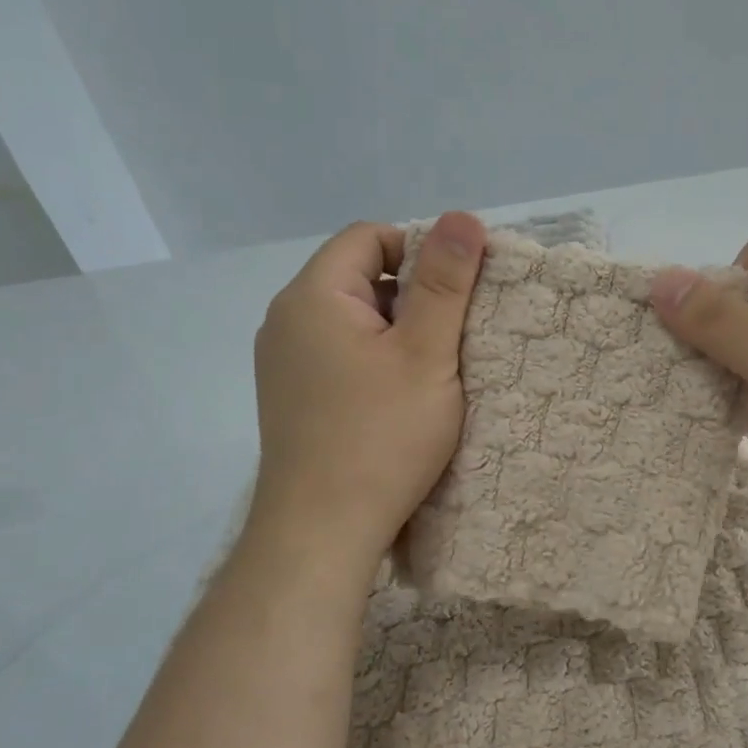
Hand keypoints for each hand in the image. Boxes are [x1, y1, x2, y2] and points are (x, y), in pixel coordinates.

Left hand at [249, 212, 484, 572]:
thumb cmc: (381, 437)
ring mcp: (284, 364)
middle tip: (455, 339)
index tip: (460, 294)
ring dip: (398, 336)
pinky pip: (340, 358)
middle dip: (413, 298)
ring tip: (435, 374)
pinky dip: (375, 365)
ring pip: (354, 323)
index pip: (369, 238)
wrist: (321, 531)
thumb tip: (462, 217)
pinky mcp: (293, 400)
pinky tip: (401, 402)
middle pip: (360, 279)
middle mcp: (286, 321)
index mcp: (312, 296)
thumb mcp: (426, 354)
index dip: (421, 253)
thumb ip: (445, 284)